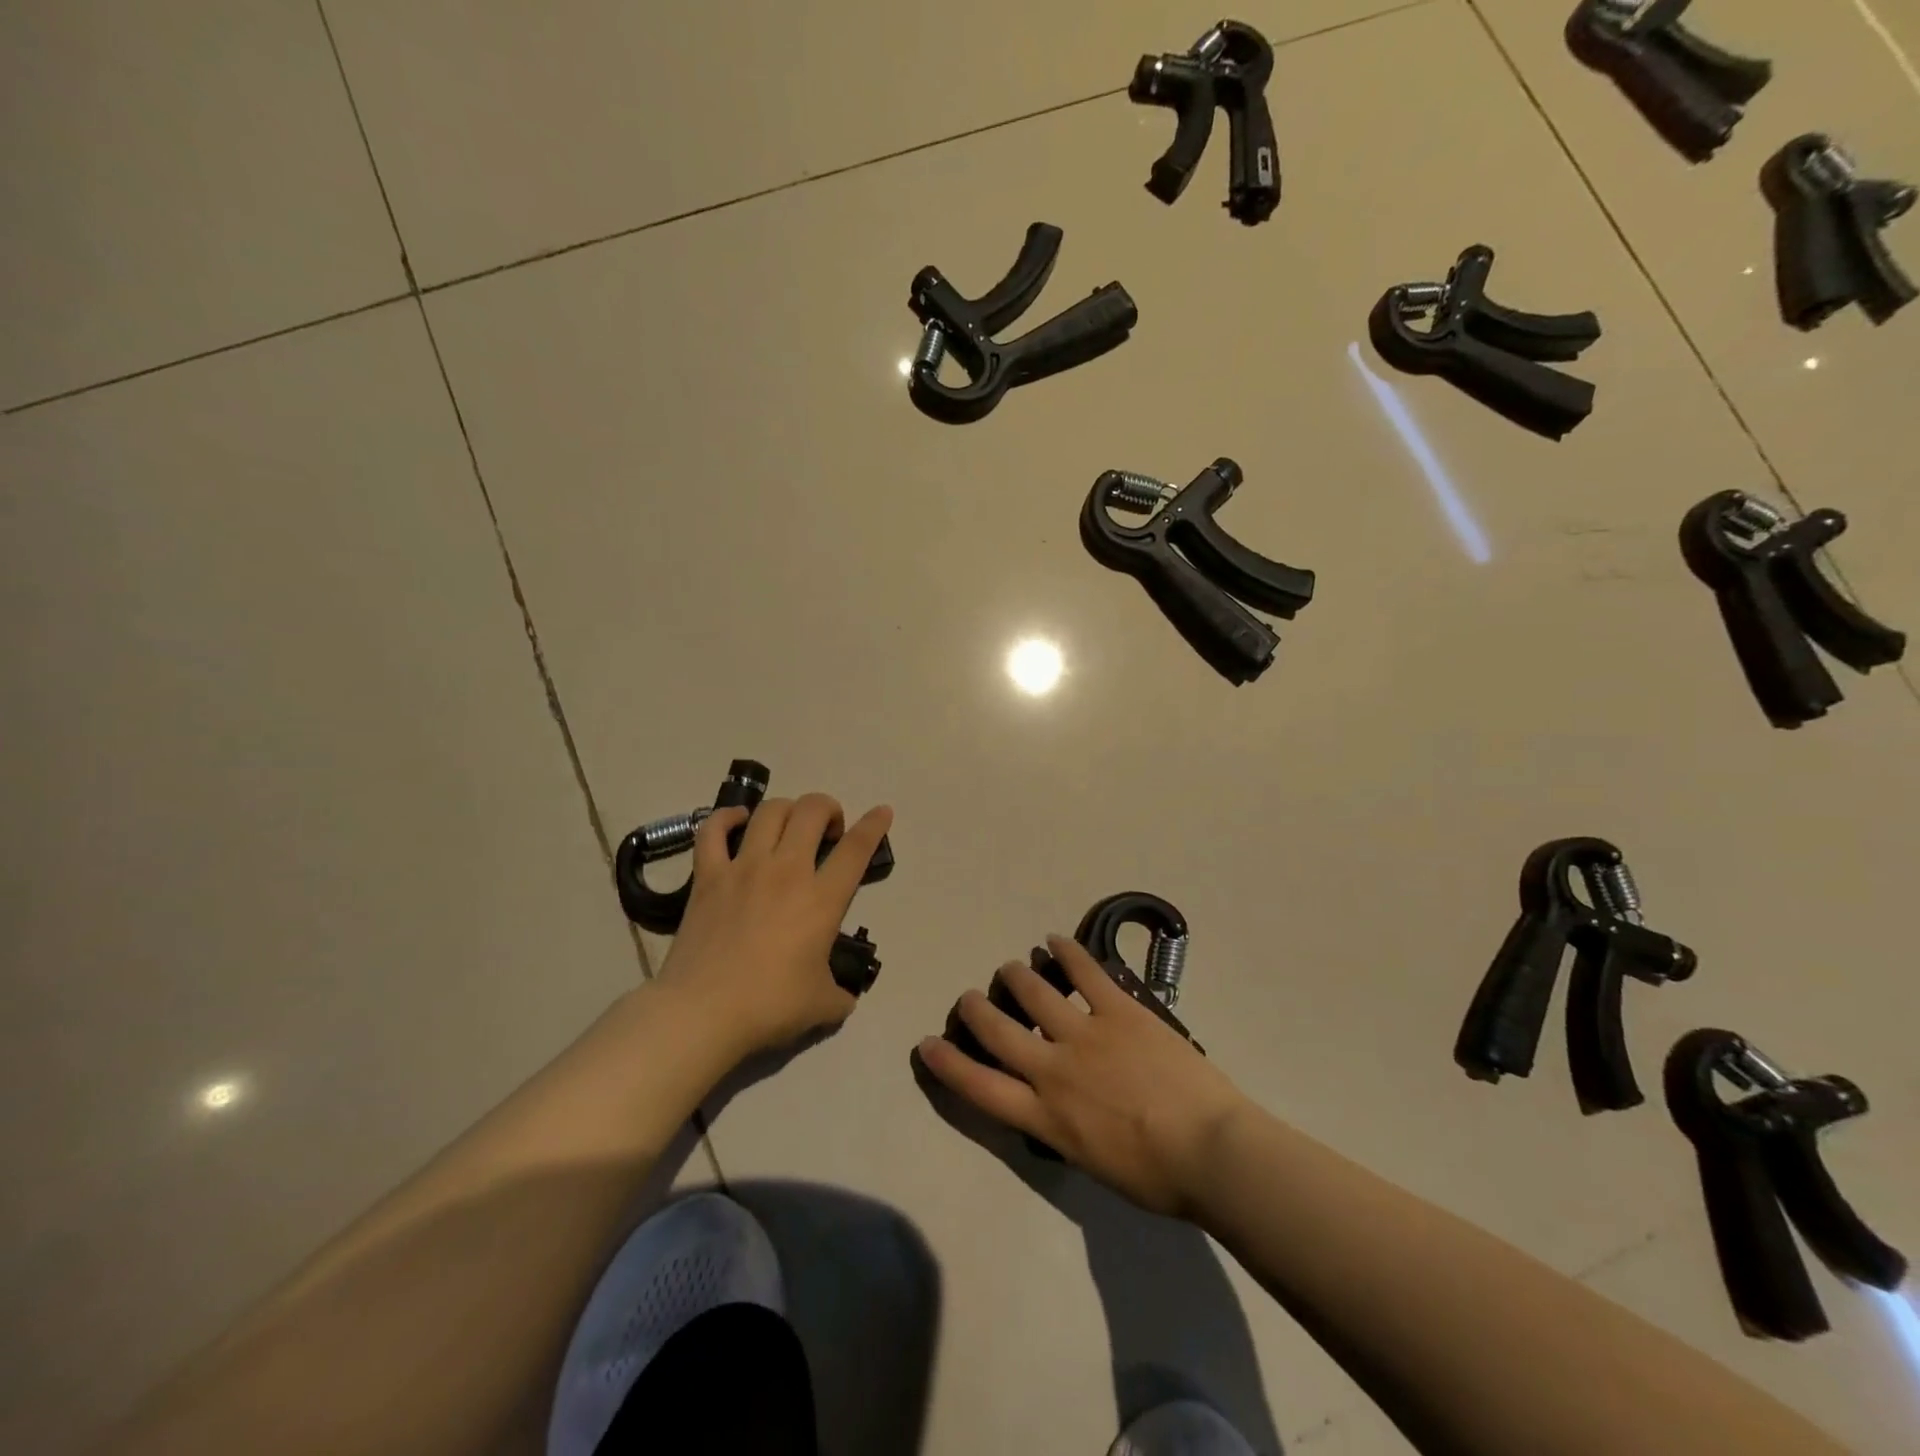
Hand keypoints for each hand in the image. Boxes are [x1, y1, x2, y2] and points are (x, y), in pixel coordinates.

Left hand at [657, 794, 892, 1060]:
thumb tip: (844, 996)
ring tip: (790, 826)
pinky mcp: (708, 876)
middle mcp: (786, 871)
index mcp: (822, 899)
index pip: (856, 848)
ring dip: (788, 809)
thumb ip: (841, 994)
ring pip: (770, 812)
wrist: (703, 1012)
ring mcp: (744, 868)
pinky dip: (727, 817)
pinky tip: (737, 821)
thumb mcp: (822, 1005)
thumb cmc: (769, 1006)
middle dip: (828, 809)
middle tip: (828, 832)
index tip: (882, 812)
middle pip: (812, 811)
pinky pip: (713, 830)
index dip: (874, 825)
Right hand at [917, 936, 1249, 1217]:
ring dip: (1016, 977)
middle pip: (998, 1032)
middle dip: (976, 1011)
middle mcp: (1053, 1071)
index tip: (927, 1043)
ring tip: (1010, 968)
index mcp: (1047, 1118)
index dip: (949, 1064)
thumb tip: (1060, 1107)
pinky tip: (1054, 941)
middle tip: (968, 997)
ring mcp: (1085, 1034)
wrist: (1209, 1151)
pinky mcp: (1118, 1010)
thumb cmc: (1158, 1177)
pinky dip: (1067, 953)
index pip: (981, 1088)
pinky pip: (1086, 973)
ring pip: (1034, 993)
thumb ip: (1067, 1130)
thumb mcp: (1094, 1163)